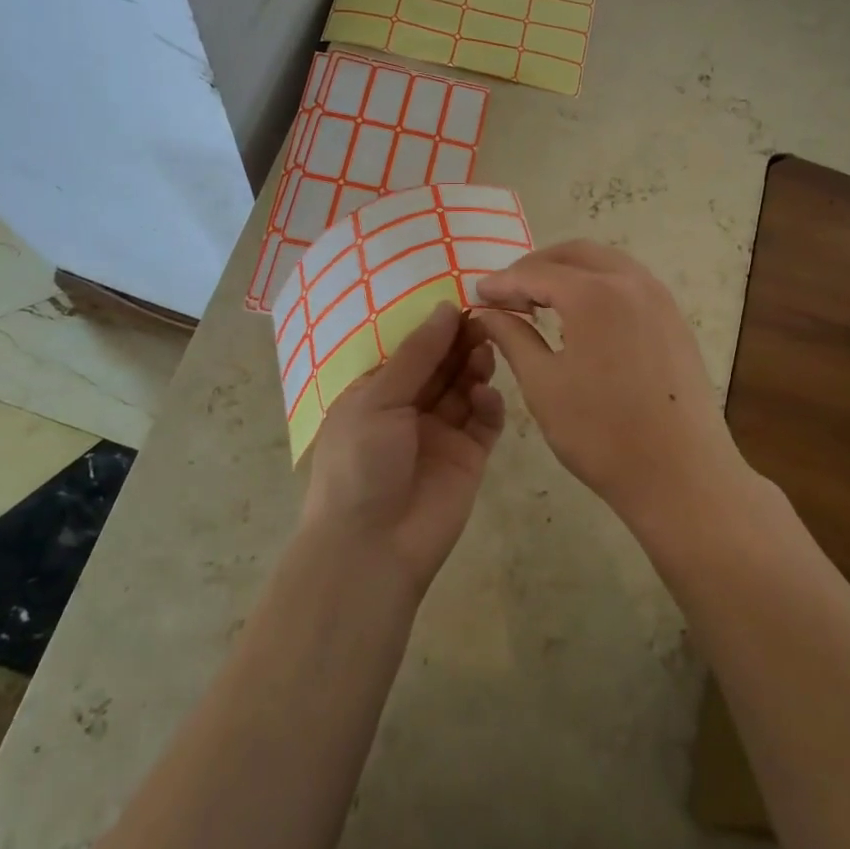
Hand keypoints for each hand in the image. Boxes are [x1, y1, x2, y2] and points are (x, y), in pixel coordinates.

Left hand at [301, 302, 504, 591]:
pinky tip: (485, 395)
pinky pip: (485, 422)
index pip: (410, 351)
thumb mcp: (378, 400)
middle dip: (459, 342)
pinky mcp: (469, 457)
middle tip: (483, 319)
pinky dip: (488, 404)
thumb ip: (417, 355)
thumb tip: (445, 308)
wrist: (372, 547)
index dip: (434, 327)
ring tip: (485, 349)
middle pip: (441, 366)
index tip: (461, 300)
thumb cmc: (361, 462)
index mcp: (376, 394)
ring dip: (475, 366)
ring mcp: (441, 434)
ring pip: (465, 389)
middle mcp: (409, 410)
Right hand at [474, 240, 740, 525]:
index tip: (478, 293)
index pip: (536, 273)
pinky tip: (583, 318)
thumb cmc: (601, 433)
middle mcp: (631, 282)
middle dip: (537, 266)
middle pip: (575, 254)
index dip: (503, 282)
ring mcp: (660, 298)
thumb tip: (490, 312)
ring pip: (606, 263)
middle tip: (509, 292)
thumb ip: (513, 338)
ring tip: (541, 301)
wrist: (681, 474)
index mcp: (594, 294)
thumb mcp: (543, 385)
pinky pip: (630, 283)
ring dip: (570, 272)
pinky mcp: (675, 319)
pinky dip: (599, 286)